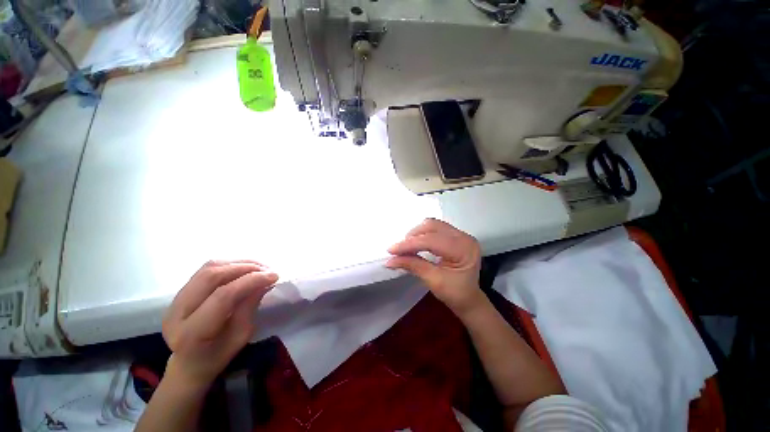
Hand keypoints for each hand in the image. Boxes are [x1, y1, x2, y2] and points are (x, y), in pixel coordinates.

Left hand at [161, 260, 278, 389]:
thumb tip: (265, 281)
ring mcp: (175, 299)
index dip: (251, 281)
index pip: (223, 296)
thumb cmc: (218, 356)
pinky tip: (245, 268)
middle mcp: (177, 312)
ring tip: (259, 267)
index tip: (274, 276)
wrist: (189, 363)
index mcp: (191, 333)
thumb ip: (250, 306)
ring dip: (238, 263)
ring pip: (208, 268)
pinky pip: (206, 269)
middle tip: (268, 269)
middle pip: (211, 276)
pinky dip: (229, 264)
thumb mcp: (240, 336)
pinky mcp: (179, 291)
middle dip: (245, 267)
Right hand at [386, 219, 484, 316]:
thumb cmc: (455, 294)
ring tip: (406, 246)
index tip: (391, 250)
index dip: (410, 244)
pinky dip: (422, 234)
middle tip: (399, 249)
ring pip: (433, 225)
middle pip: (432, 226)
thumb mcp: (433, 281)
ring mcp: (461, 234)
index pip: (432, 240)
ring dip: (416, 233)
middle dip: (413, 236)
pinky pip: (435, 228)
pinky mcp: (456, 235)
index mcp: (464, 249)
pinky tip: (415, 243)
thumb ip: (413, 265)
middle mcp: (464, 237)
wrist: (469, 299)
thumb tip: (390, 260)